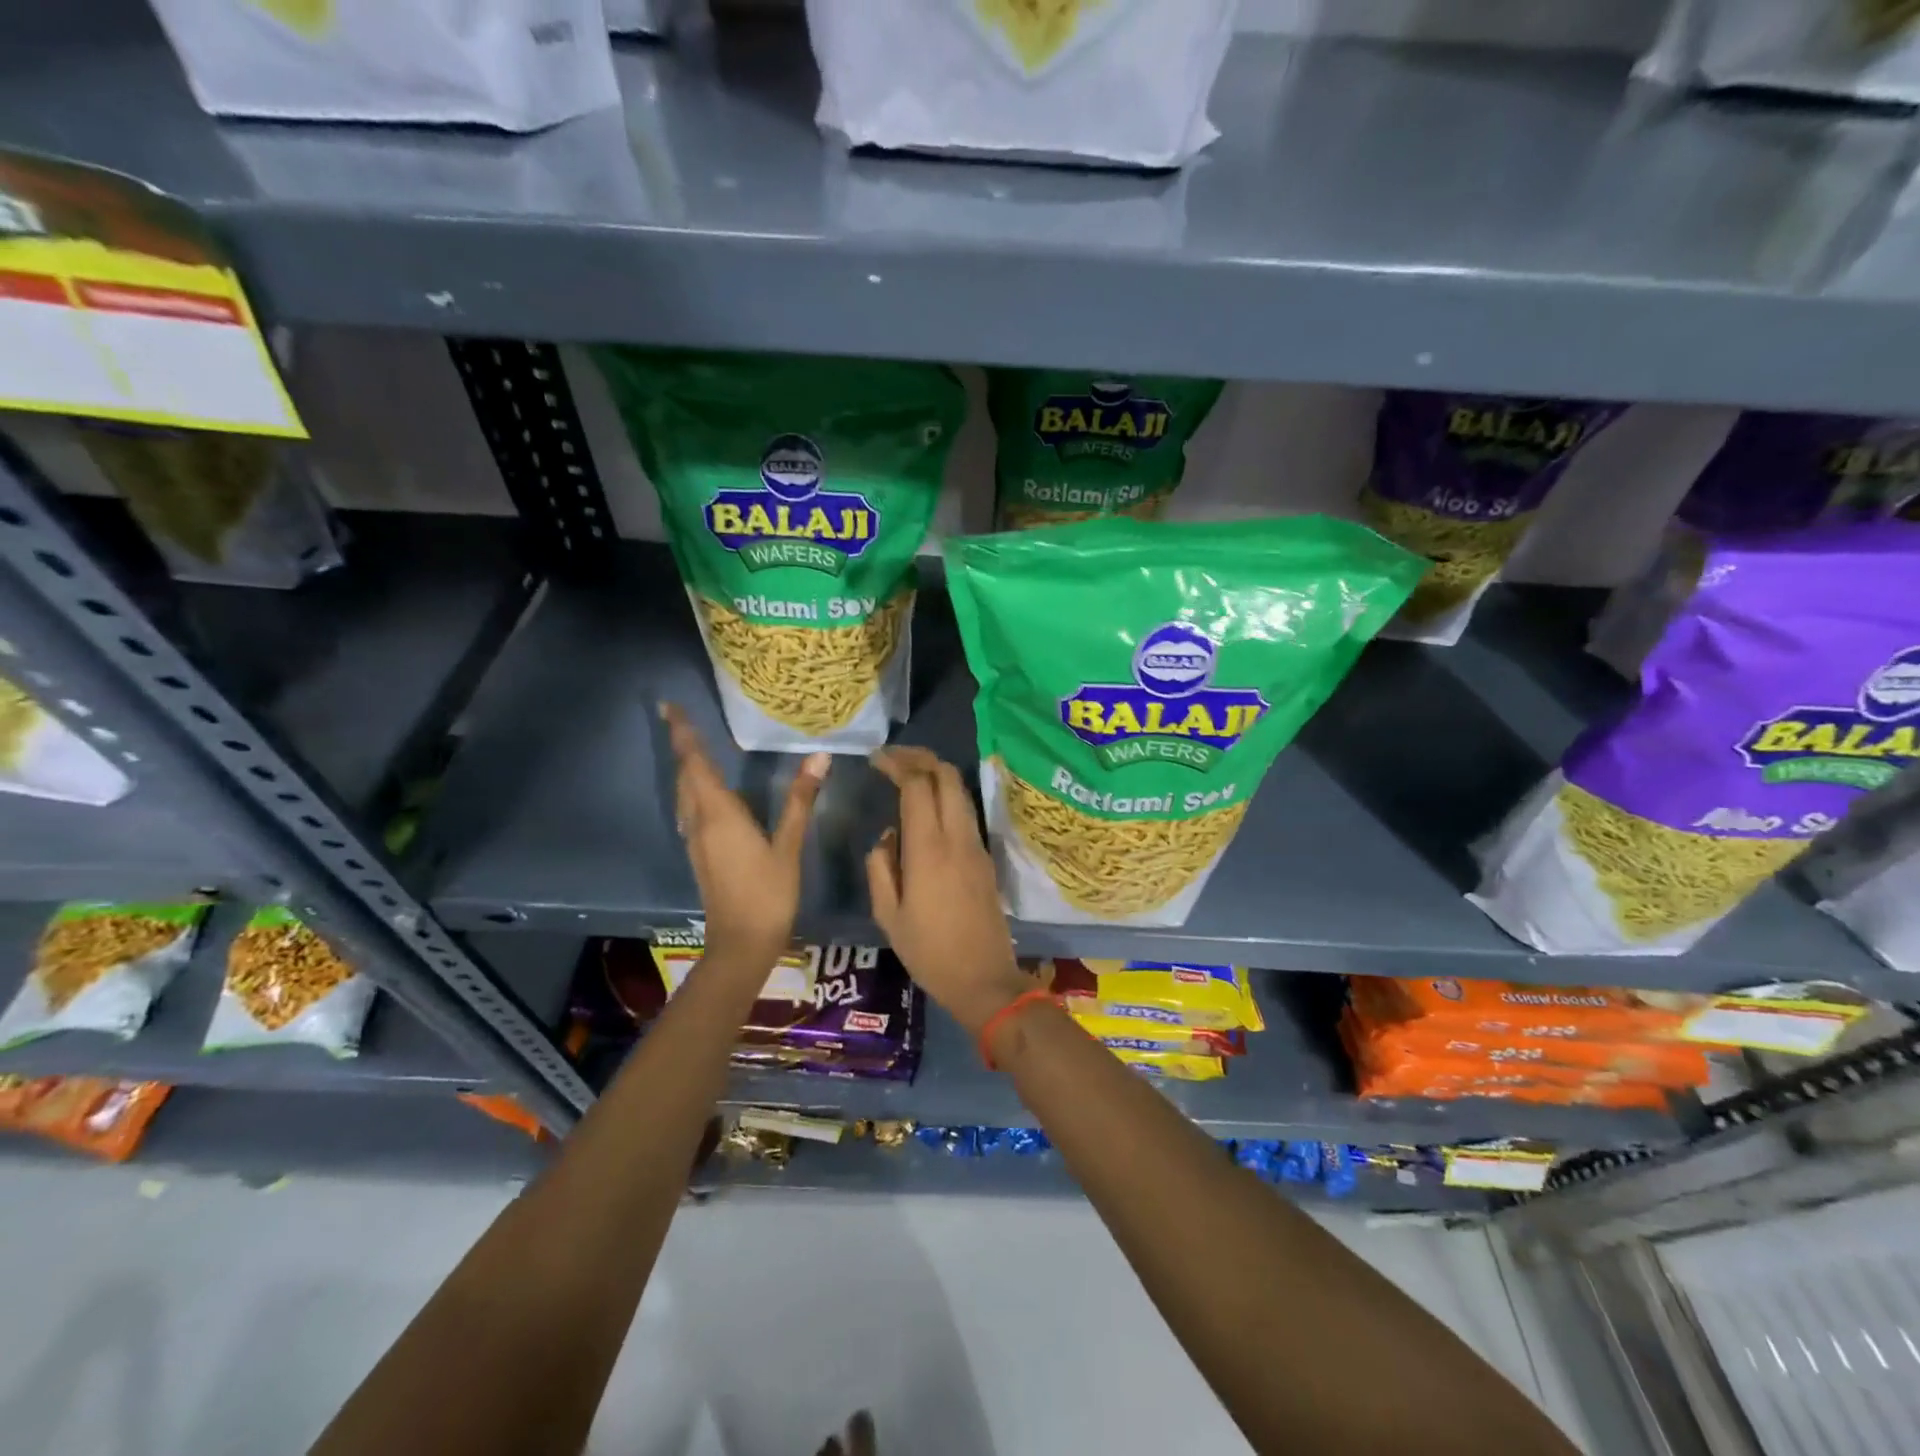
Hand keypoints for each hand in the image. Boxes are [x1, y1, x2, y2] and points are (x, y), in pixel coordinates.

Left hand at [661, 702, 827, 967]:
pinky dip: (693, 790)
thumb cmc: (768, 894)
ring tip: (693, 747)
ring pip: (684, 794)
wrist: (741, 944)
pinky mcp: (700, 854)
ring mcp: (696, 839)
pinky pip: (690, 810)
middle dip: (682, 746)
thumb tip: (818, 757)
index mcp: (719, 814)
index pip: (695, 763)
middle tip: (680, 718)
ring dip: (685, 768)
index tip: (669, 706)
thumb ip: (800, 800)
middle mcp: (700, 821)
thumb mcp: (789, 846)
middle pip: (685, 775)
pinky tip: (707, 793)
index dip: (683, 734)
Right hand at [867, 747, 1032, 1035]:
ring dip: (936, 774)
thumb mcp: (888, 915)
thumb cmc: (929, 952)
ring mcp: (977, 845)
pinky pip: (965, 812)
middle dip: (920, 758)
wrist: (984, 979)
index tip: (876, 760)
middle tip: (893, 758)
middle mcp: (957, 837)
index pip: (918, 785)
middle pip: (946, 776)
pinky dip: (946, 796)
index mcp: (928, 849)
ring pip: (960, 791)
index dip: (897, 764)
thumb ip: (881, 867)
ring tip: (908, 776)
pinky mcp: (986, 857)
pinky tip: (927, 809)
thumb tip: (889, 836)